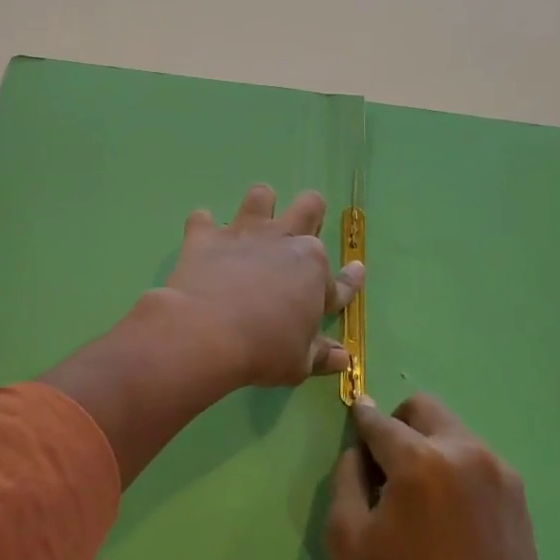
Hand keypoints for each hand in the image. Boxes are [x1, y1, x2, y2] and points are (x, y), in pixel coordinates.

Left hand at [162, 184, 364, 389]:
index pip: (341, 278)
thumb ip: (320, 355)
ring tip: (252, 225)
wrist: (206, 333)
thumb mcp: (299, 363)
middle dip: (311, 213)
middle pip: (309, 207)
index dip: (351, 279)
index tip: (357, 270)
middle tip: (299, 234)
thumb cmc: (262, 351)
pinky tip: (203, 241)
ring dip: (260, 206)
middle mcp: (283, 241)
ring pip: (260, 196)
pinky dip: (203, 228)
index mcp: (314, 271)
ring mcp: (243, 233)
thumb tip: (343, 359)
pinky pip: (202, 219)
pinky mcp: (205, 236)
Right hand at [326, 394, 559, 559]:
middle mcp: (462, 451)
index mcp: (418, 461)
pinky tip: (449, 517)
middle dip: (398, 424)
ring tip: (421, 499)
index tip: (353, 422)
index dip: (360, 419)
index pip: (378, 421)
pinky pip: (474, 458)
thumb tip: (358, 452)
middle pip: (421, 408)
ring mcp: (496, 469)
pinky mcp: (517, 492)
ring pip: (450, 431)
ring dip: (428, 446)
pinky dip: (454, 468)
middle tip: (387, 467)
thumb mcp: (349, 541)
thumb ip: (345, 480)